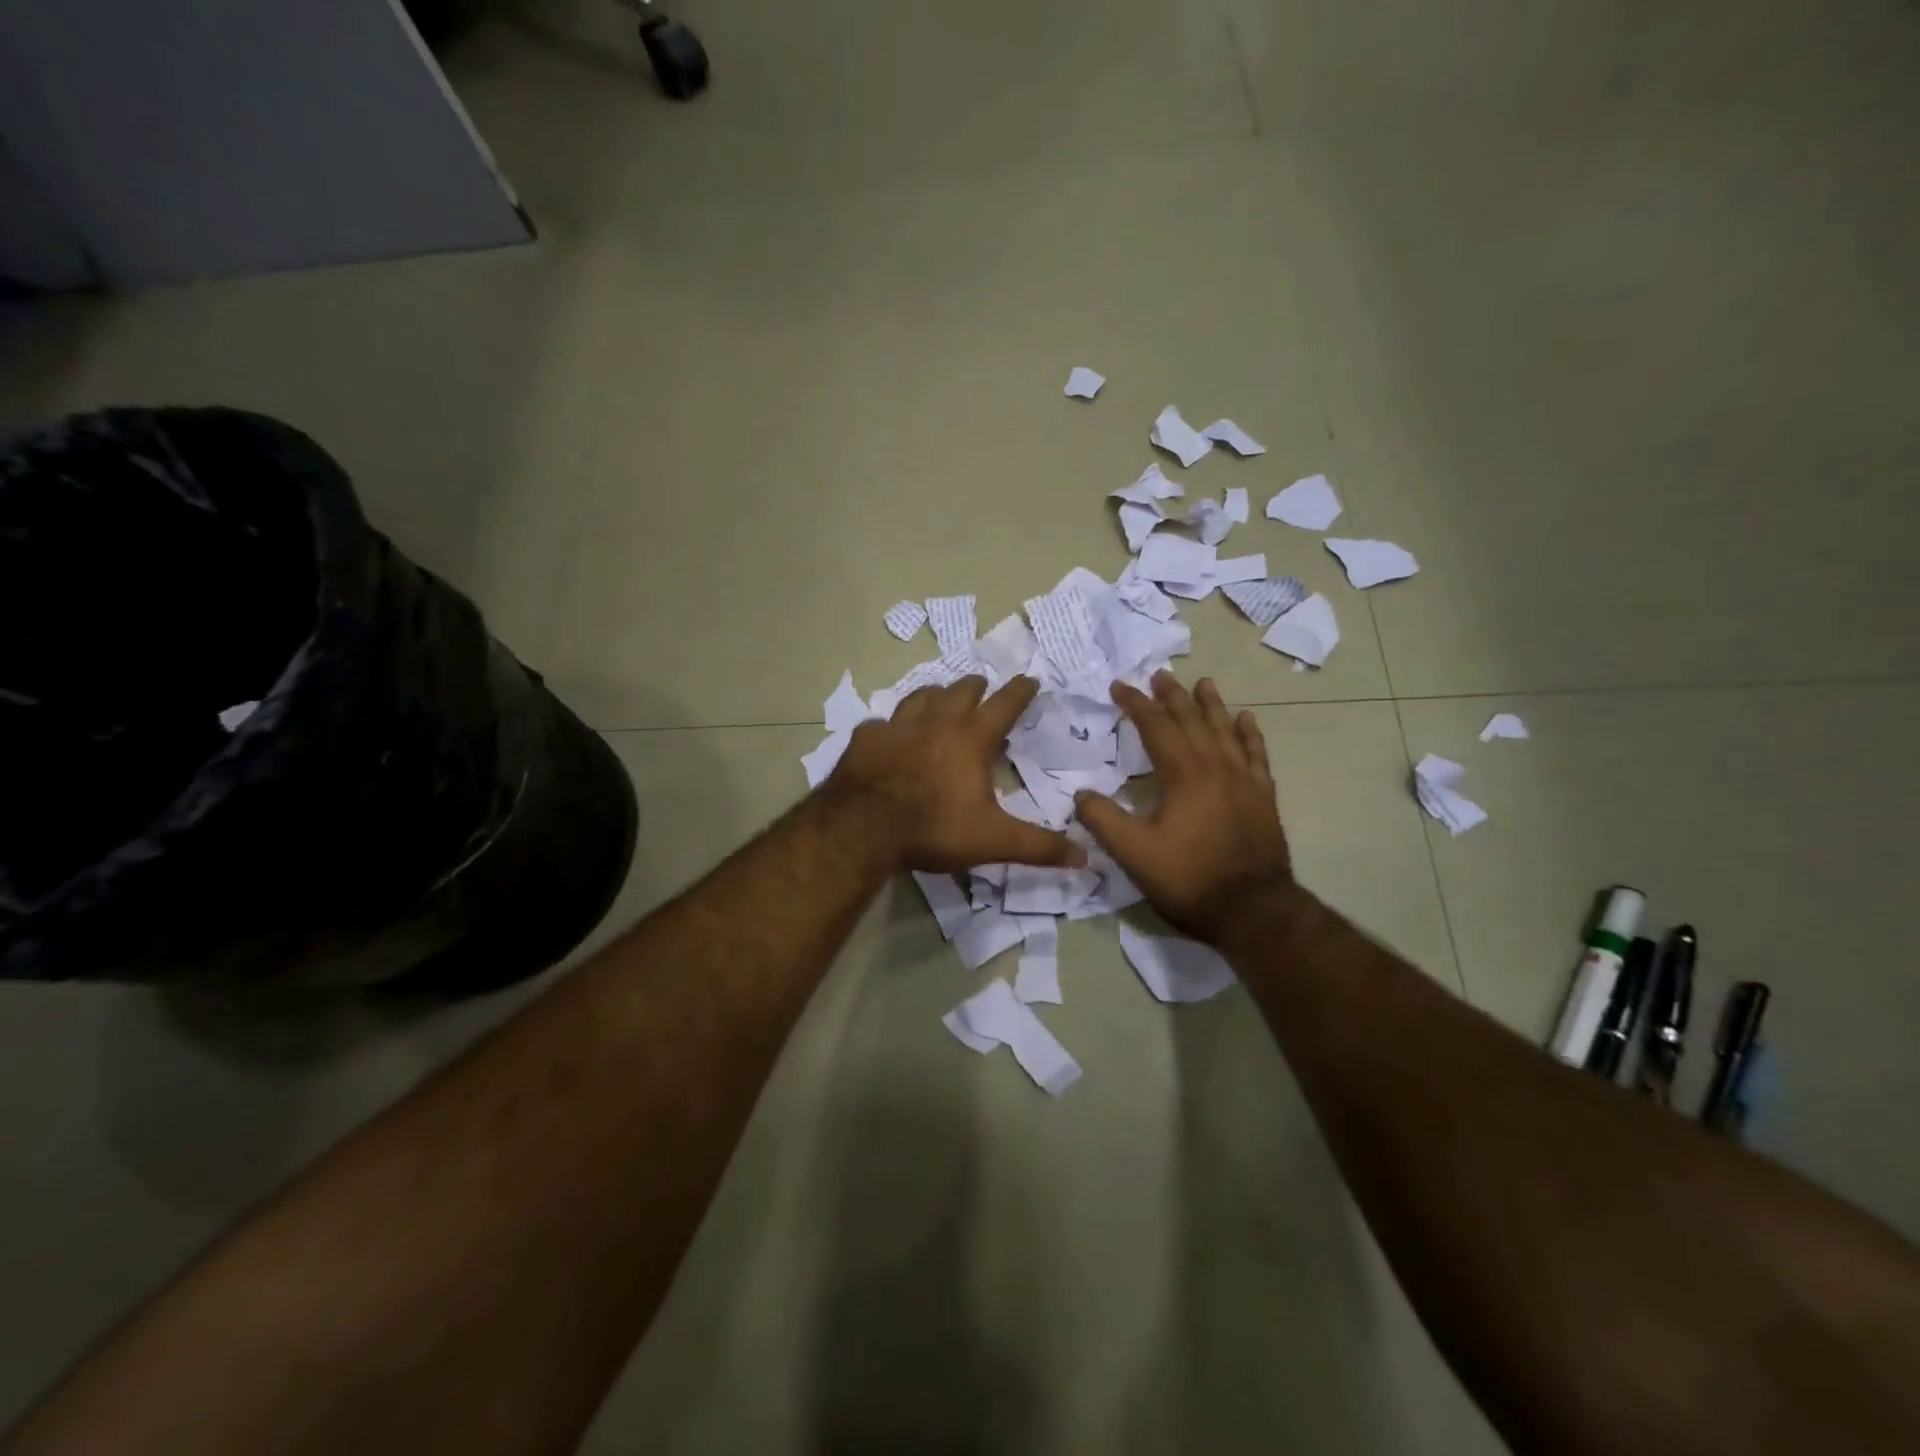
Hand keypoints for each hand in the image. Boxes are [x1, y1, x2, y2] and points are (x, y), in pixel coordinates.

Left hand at [827, 675, 1083, 873]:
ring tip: (940, 698)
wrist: (863, 827)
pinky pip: (881, 723)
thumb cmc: (934, 828)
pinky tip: (888, 734)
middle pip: (961, 691)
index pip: (1004, 704)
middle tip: (982, 686)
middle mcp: (936, 722)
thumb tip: (1084, 858)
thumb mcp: (993, 841)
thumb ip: (1039, 847)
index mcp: (971, 739)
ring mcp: (897, 725)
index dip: (1020, 691)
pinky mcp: (866, 738)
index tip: (1030, 680)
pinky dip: (890, 726)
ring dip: (935, 695)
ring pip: (921, 696)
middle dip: (976, 686)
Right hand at [1073, 672, 1292, 941]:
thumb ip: (1103, 820)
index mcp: (1182, 774)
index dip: (1136, 705)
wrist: (1252, 909)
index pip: (1155, 727)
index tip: (1120, 686)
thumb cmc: (1188, 878)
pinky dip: (1250, 734)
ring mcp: (1243, 780)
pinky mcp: (1262, 797)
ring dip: (1211, 705)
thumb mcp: (1133, 853)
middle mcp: (1215, 766)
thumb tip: (1081, 795)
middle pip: (1192, 720)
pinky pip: (1256, 755)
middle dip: (1172, 696)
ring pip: (1225, 731)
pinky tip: (1247, 720)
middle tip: (1159, 675)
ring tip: (1203, 683)